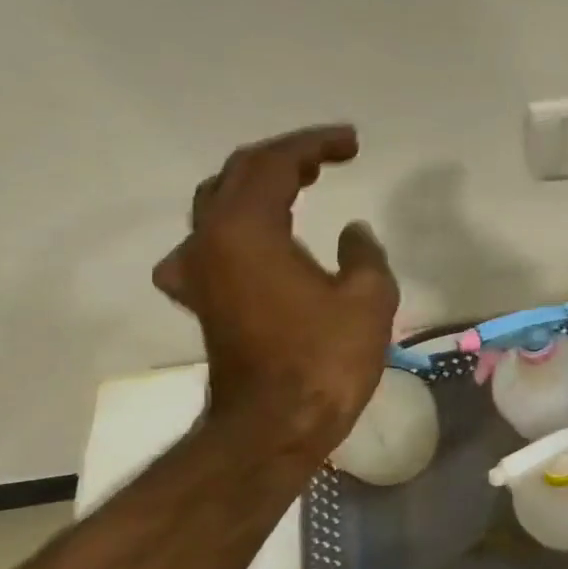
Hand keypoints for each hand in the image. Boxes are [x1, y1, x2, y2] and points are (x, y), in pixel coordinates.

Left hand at [154, 125, 397, 456]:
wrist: (273, 426)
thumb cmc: (325, 359)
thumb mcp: (369, 298)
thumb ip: (364, 253)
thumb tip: (353, 233)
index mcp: (248, 231)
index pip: (275, 163)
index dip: (315, 144)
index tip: (352, 142)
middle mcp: (211, 241)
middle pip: (239, 174)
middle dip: (287, 156)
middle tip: (332, 155)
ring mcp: (198, 271)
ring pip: (220, 204)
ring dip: (260, 185)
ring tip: (302, 183)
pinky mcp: (202, 299)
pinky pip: (212, 242)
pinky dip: (239, 225)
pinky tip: (256, 240)